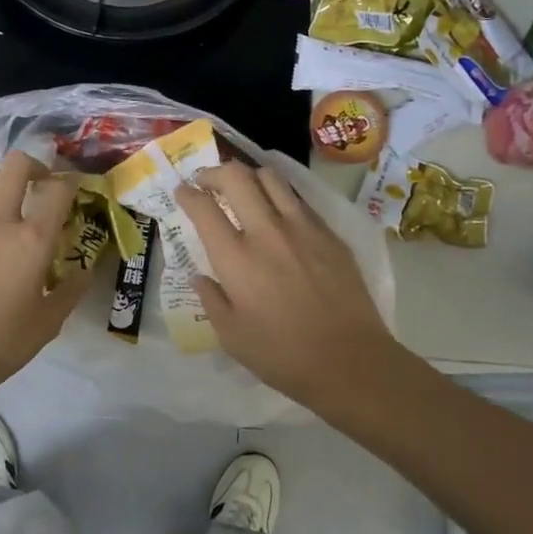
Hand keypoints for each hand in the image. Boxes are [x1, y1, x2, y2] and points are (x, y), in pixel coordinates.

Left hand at [0, 151, 90, 394]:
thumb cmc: (3, 341)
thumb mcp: (50, 320)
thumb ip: (72, 289)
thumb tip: (85, 269)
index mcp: (32, 239)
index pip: (58, 189)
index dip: (70, 183)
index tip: (74, 190)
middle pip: (17, 164)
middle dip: (34, 167)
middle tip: (40, 186)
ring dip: (1, 182)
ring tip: (7, 205)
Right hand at [175, 162, 398, 410]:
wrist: (350, 361)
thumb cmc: (283, 356)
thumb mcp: (231, 337)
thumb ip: (211, 300)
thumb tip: (201, 276)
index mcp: (236, 259)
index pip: (204, 208)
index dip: (187, 194)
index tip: (182, 192)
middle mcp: (267, 232)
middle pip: (237, 178)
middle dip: (215, 172)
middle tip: (207, 181)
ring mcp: (303, 228)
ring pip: (272, 178)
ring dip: (249, 176)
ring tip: (243, 187)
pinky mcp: (329, 234)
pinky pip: (299, 200)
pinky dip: (279, 196)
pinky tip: (278, 212)